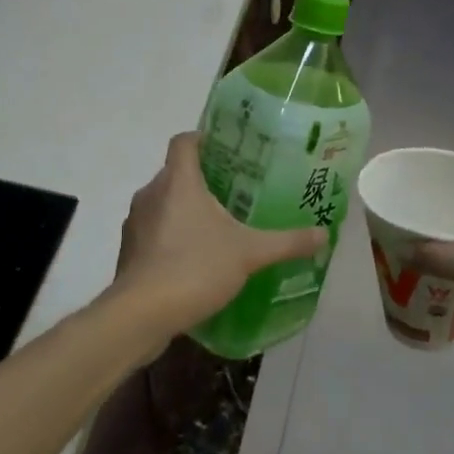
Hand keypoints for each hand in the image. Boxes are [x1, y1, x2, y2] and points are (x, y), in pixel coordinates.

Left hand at [115, 133, 327, 338]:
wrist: (141, 314)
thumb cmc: (195, 268)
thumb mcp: (250, 254)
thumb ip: (287, 242)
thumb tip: (324, 234)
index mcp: (178, 181)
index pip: (185, 141)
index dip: (204, 138)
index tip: (229, 149)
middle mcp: (151, 194)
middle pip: (176, 173)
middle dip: (204, 179)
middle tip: (237, 192)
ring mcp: (136, 223)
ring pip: (164, 203)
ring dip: (187, 210)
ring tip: (220, 226)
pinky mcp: (130, 251)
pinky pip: (155, 231)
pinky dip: (173, 236)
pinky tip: (197, 258)